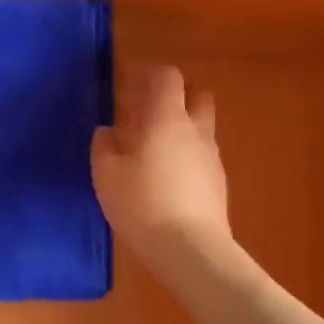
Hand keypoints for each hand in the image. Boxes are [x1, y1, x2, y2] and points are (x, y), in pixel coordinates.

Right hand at [92, 64, 230, 268]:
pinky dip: (187, 156)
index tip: (131, 82)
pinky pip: (202, 156)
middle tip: (149, 110)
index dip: (151, 73)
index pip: (168, 76)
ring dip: (182, 128)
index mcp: (167, 118)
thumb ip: (104, 146)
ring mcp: (212, 157)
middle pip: (198, 94)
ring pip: (201, 127)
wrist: (190, 249)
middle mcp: (195, 130)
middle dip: (177, 95)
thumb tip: (107, 133)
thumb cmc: (142, 202)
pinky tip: (167, 179)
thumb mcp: (106, 174)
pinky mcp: (219, 184)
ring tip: (154, 149)